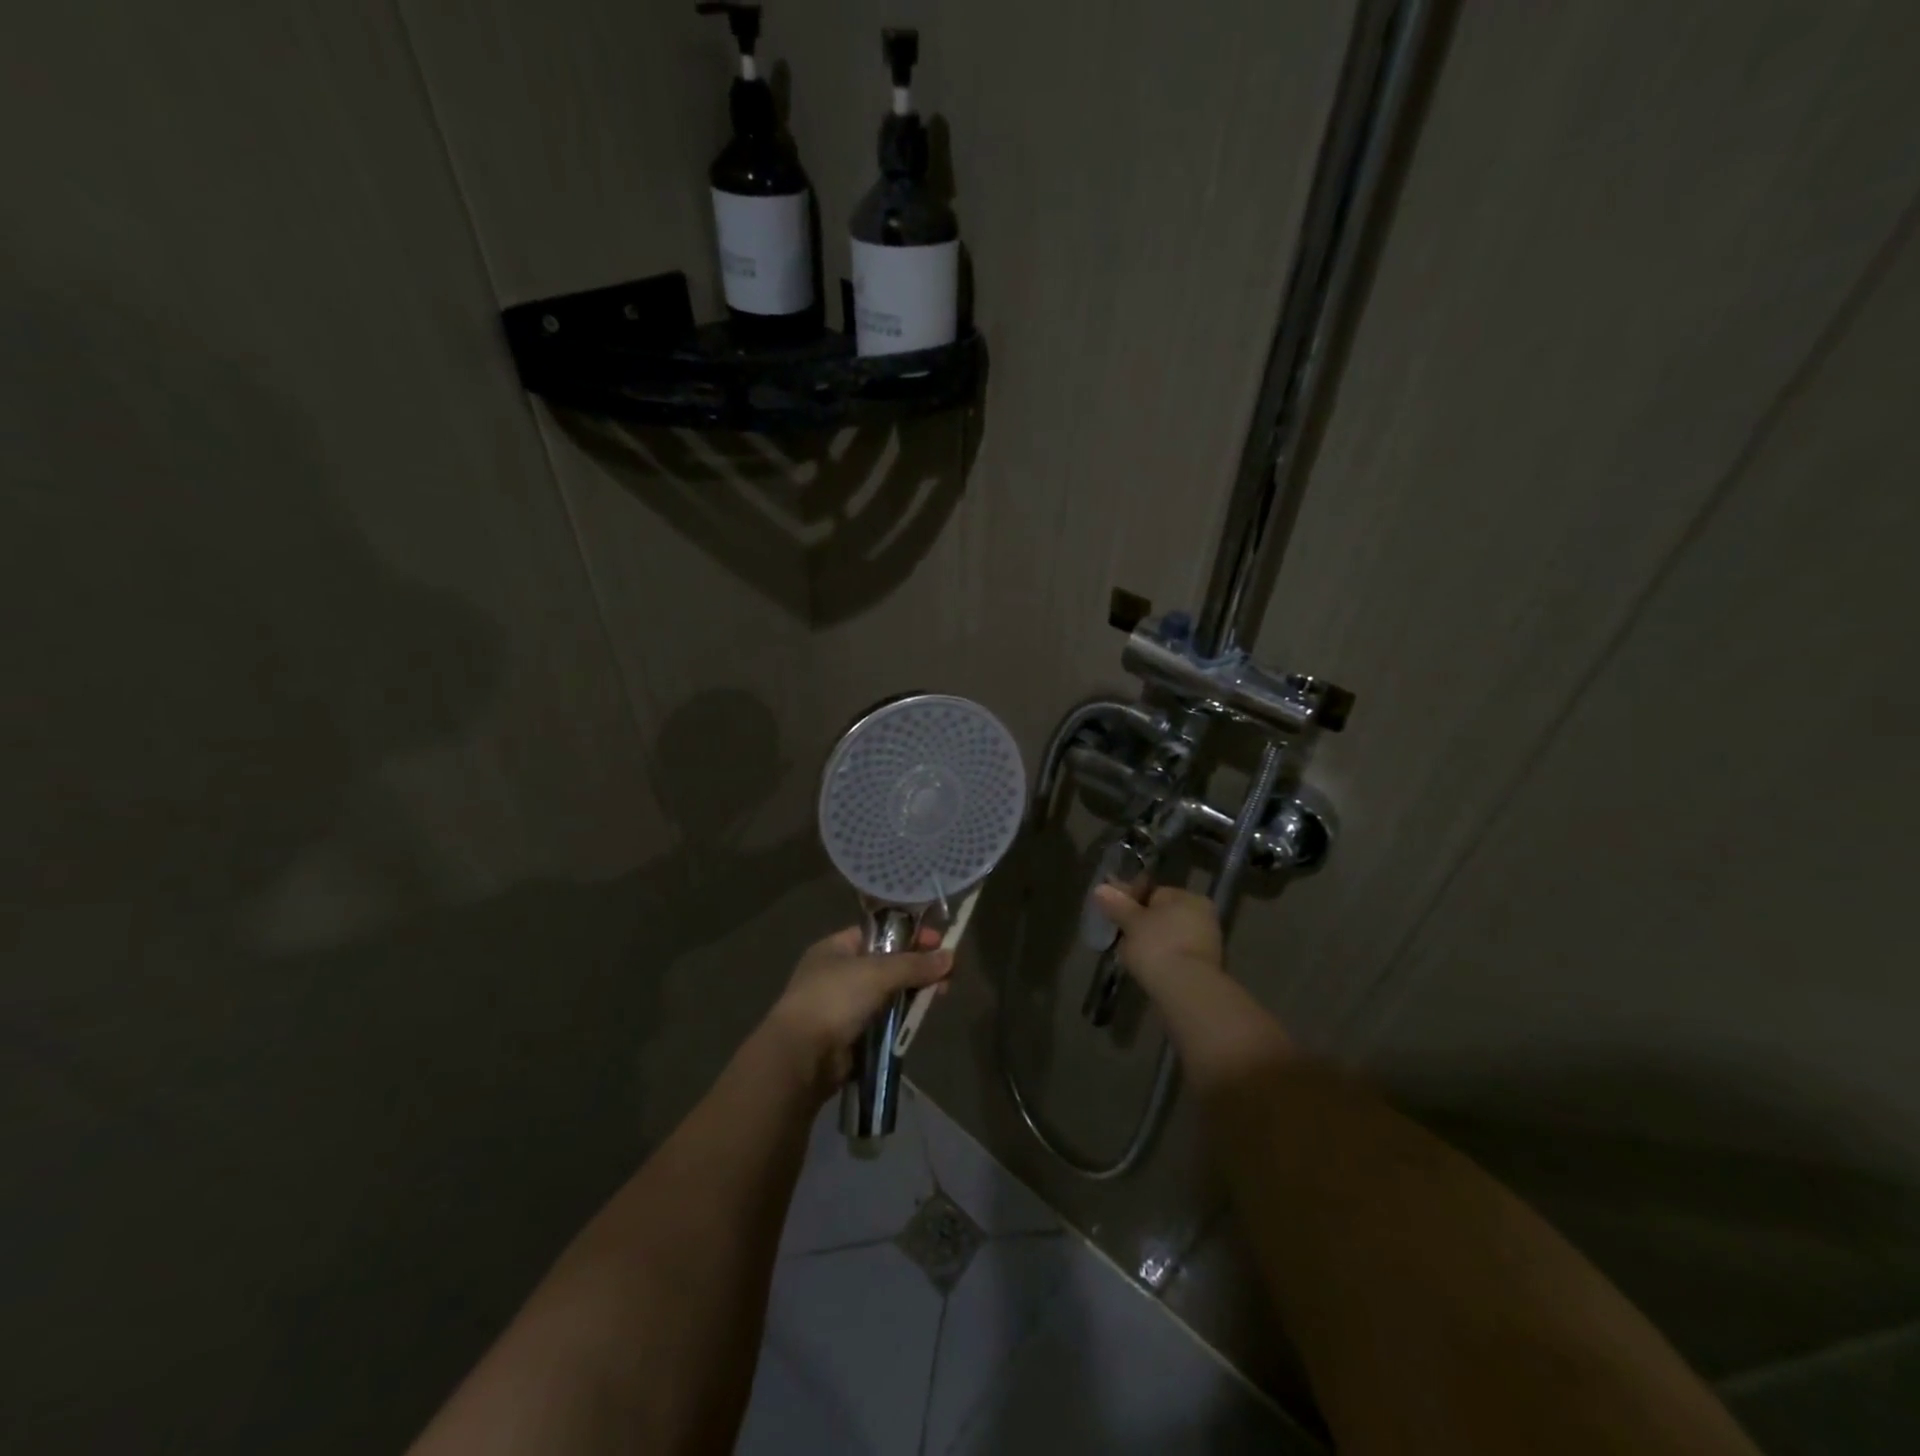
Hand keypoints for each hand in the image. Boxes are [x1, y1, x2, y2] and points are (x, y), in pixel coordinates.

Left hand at [765, 926, 951, 1098]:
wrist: (801, 1056)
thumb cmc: (834, 999)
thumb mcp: (877, 972)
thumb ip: (914, 965)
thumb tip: (950, 957)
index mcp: (836, 948)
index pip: (879, 934)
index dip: (909, 936)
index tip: (938, 942)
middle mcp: (838, 973)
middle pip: (887, 964)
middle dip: (917, 968)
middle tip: (946, 975)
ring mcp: (843, 1006)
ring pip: (888, 994)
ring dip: (912, 994)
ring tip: (940, 995)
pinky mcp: (851, 1036)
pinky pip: (883, 1020)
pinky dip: (901, 1019)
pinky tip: (919, 1018)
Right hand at [1090, 884, 1223, 993]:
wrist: (1187, 991)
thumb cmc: (1157, 946)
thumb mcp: (1131, 921)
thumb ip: (1117, 904)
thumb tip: (1101, 888)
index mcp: (1187, 897)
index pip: (1153, 893)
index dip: (1130, 902)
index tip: (1112, 915)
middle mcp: (1202, 916)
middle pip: (1162, 915)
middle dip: (1141, 924)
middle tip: (1119, 936)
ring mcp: (1206, 943)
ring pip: (1168, 937)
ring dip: (1150, 943)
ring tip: (1129, 956)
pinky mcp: (1204, 969)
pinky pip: (1175, 956)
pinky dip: (1161, 960)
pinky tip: (1146, 969)